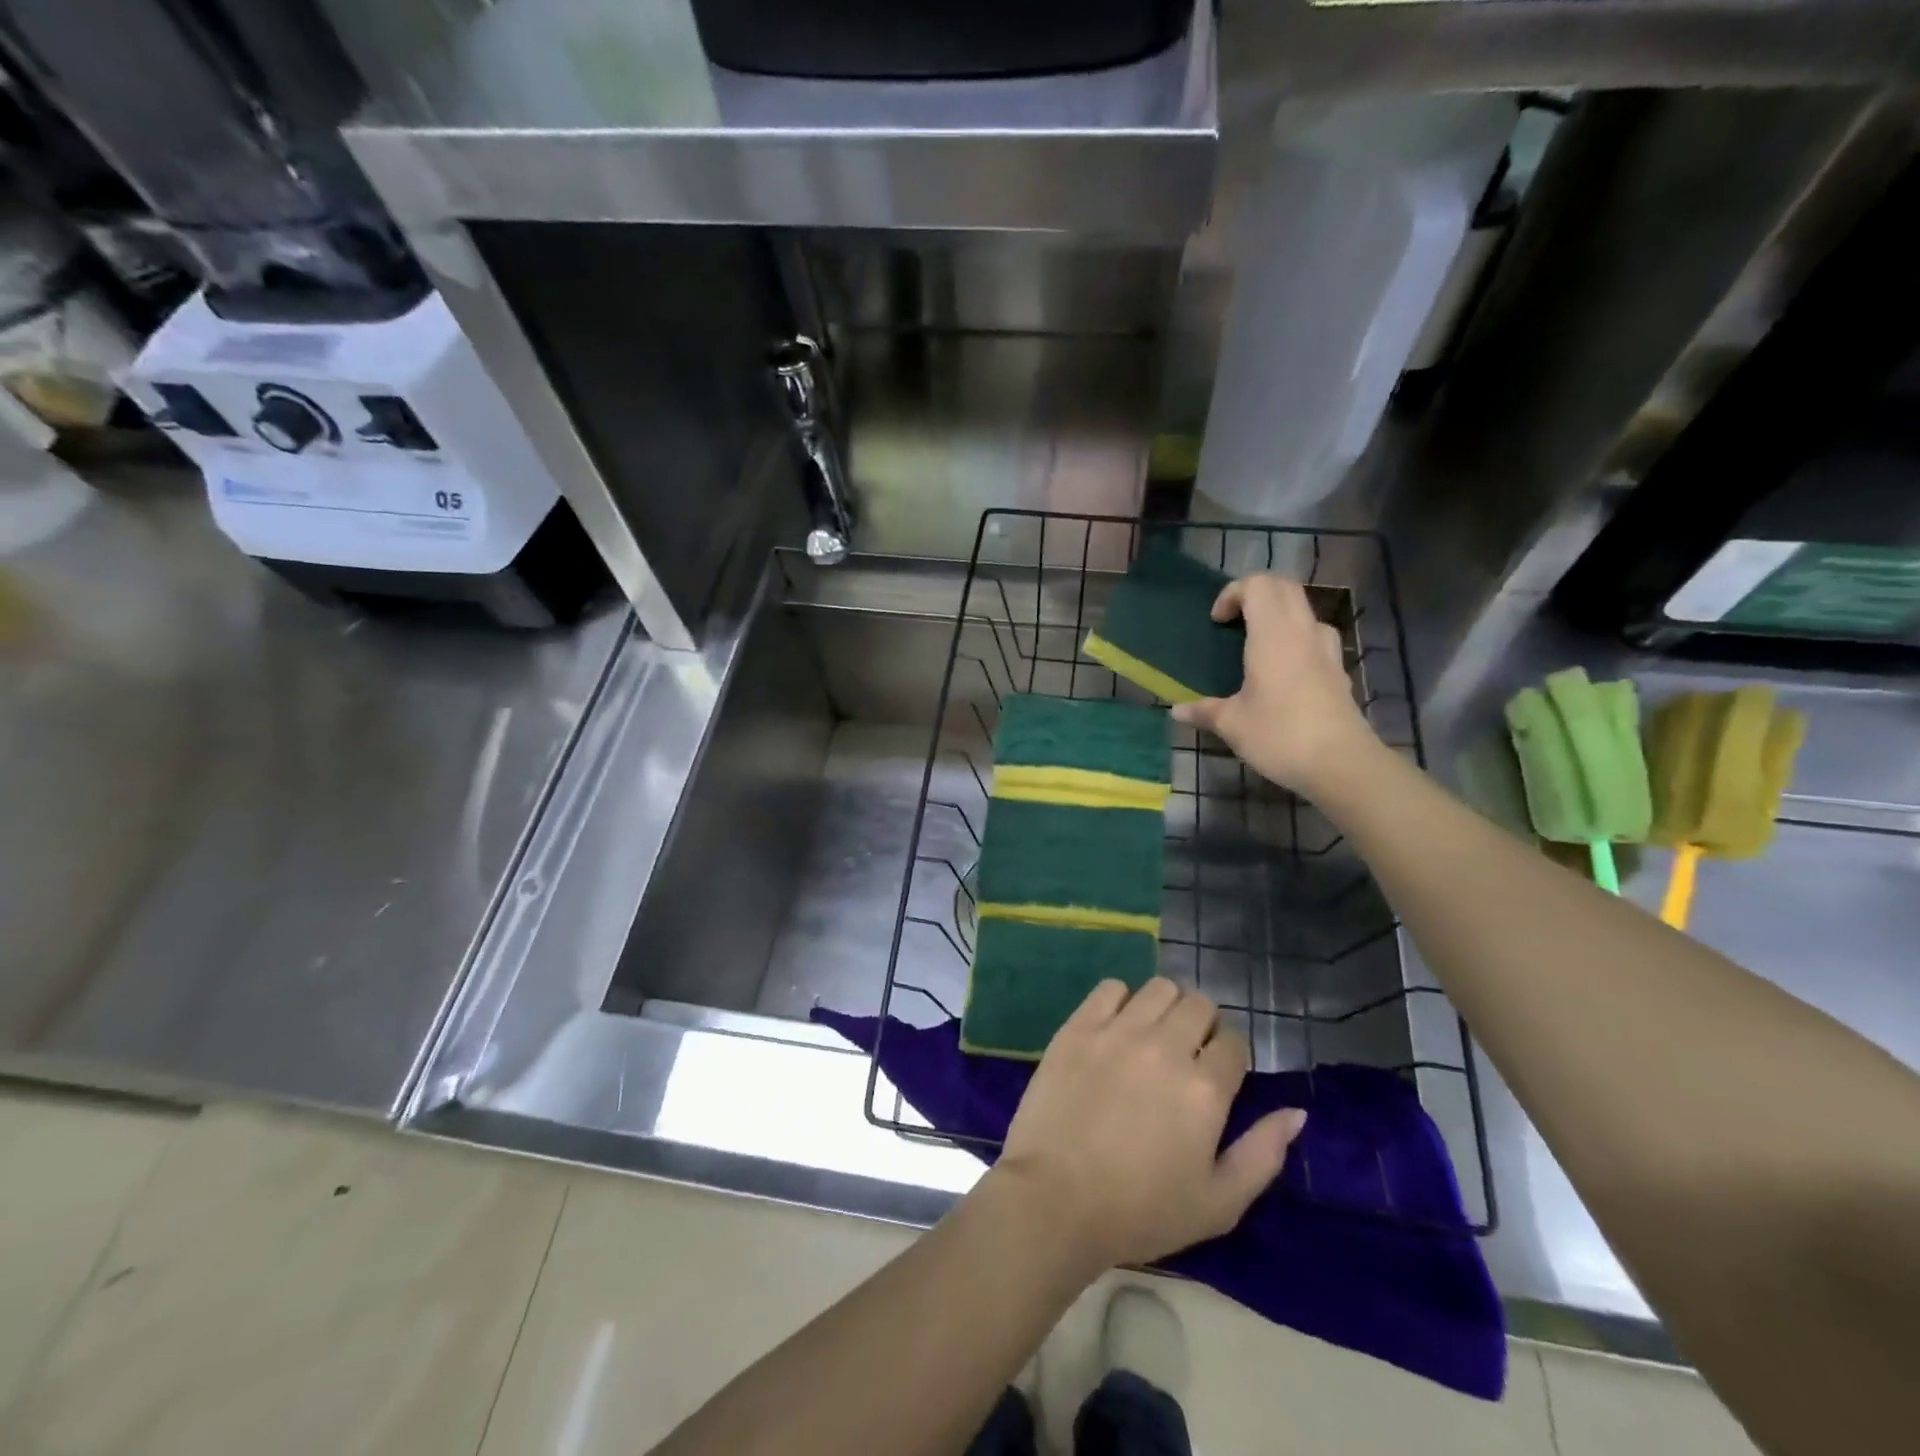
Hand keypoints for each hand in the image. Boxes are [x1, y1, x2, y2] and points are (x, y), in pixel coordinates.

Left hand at [994, 978, 1306, 1270]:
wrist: (1055, 1199)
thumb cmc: (1140, 1211)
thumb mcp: (1218, 1203)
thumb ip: (1263, 1154)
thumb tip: (1297, 1112)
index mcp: (1205, 1088)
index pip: (1235, 1041)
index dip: (1231, 1055)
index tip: (1218, 1074)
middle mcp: (1165, 1046)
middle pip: (1199, 1004)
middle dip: (1202, 1025)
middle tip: (1187, 1055)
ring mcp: (1118, 1031)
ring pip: (1159, 988)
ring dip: (1165, 1007)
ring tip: (1153, 1036)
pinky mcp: (1079, 1026)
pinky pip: (1111, 988)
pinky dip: (1121, 1000)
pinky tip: (1116, 1028)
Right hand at [1171, 575, 1376, 795]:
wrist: (1341, 764)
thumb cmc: (1279, 735)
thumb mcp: (1232, 724)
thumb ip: (1204, 711)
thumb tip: (1176, 711)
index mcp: (1273, 635)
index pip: (1258, 585)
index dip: (1233, 593)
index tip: (1217, 622)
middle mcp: (1303, 633)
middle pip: (1285, 588)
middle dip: (1257, 595)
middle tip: (1235, 622)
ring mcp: (1327, 651)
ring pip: (1305, 611)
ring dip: (1280, 616)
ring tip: (1260, 644)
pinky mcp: (1339, 672)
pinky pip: (1317, 639)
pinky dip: (1297, 641)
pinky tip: (1285, 672)